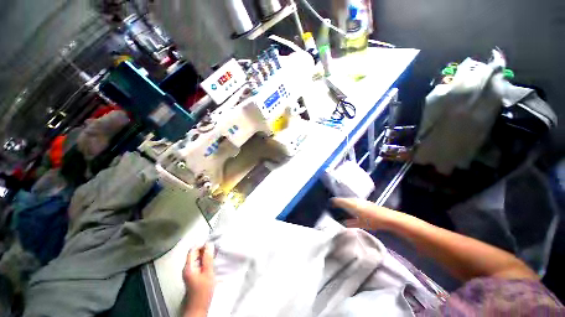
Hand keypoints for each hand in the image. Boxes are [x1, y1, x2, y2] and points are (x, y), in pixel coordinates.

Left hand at [183, 244, 214, 316]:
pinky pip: (198, 264)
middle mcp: (187, 268)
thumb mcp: (207, 272)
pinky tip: (211, 263)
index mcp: (188, 267)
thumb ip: (208, 258)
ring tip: (214, 255)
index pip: (192, 250)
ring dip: (205, 255)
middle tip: (214, 249)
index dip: (201, 244)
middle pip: (194, 254)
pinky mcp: (193, 277)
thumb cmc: (203, 290)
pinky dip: (204, 261)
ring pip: (196, 259)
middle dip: (204, 249)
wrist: (198, 308)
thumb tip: (209, 244)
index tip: (211, 244)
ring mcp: (189, 273)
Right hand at [331, 198, 401, 230]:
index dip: (334, 202)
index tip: (329, 204)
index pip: (340, 200)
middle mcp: (355, 200)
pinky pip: (354, 200)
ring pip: (349, 199)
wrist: (388, 217)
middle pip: (344, 199)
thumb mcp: (360, 224)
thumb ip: (350, 223)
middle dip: (338, 201)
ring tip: (341, 206)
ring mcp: (360, 200)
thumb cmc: (373, 221)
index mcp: (352, 204)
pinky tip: (351, 207)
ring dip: (344, 202)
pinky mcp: (365, 201)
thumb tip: (343, 223)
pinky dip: (350, 202)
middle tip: (334, 206)